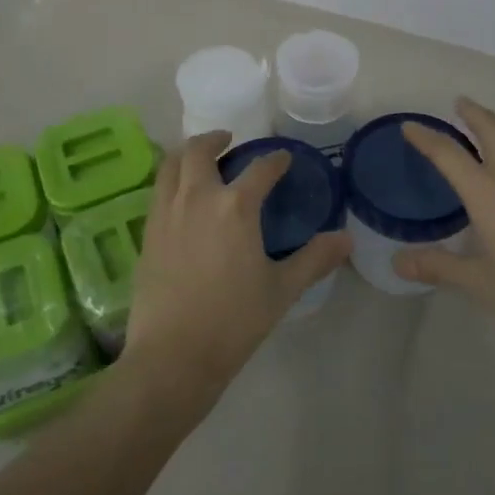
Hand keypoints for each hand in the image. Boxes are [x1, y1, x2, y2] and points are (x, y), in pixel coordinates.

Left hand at [122, 132, 351, 405]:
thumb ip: (315, 259)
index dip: (275, 160)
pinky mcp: (147, 233)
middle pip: (199, 151)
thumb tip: (346, 239)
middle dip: (215, 139)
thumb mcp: (282, 289)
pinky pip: (158, 191)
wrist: (174, 355)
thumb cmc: (234, 321)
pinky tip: (180, 197)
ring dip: (186, 154)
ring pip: (171, 165)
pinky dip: (170, 180)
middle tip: (228, 141)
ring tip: (199, 159)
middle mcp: (197, 198)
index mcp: (235, 206)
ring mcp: (166, 213)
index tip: (283, 158)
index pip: (260, 170)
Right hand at [392, 98, 494, 351]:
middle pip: (491, 127)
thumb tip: (398, 263)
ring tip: (493, 128)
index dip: (425, 137)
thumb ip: (438, 267)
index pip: (447, 153)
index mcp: (486, 192)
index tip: (410, 127)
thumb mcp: (479, 282)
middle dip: (473, 112)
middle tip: (461, 104)